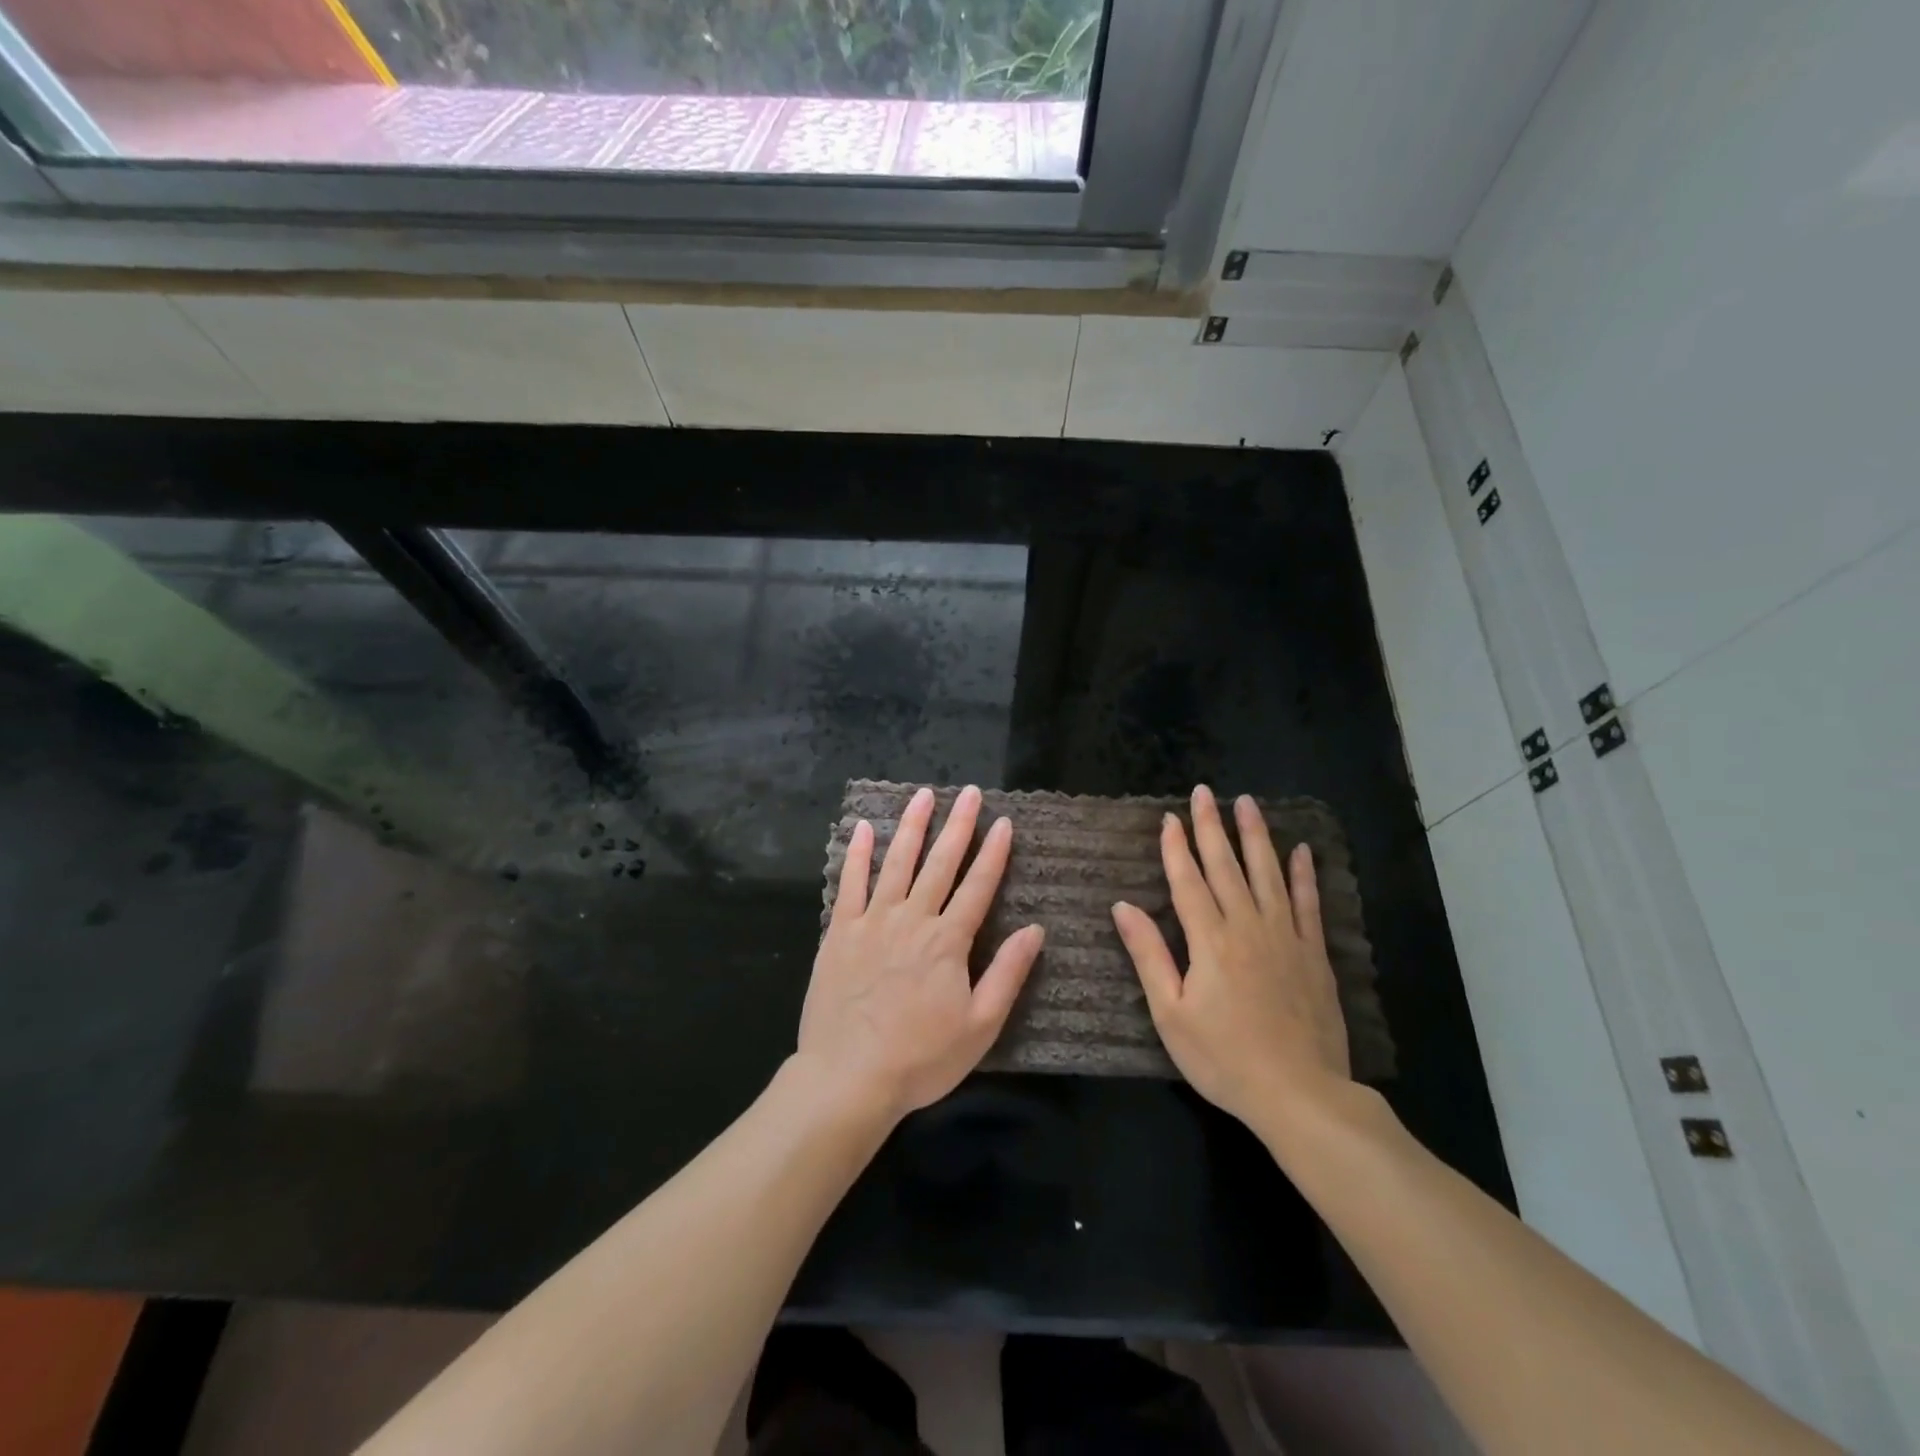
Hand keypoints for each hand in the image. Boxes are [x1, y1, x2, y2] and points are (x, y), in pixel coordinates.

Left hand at [798, 785, 1044, 1124]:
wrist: (848, 1078)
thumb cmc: (921, 1058)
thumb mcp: (980, 1027)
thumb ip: (1008, 974)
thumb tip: (1036, 930)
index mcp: (948, 941)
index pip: (978, 886)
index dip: (993, 853)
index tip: (1004, 822)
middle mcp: (912, 919)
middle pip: (940, 863)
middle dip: (958, 825)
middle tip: (970, 793)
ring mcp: (873, 921)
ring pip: (896, 863)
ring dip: (912, 826)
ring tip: (923, 795)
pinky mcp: (840, 932)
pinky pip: (850, 884)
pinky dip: (858, 854)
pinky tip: (865, 828)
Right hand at [1111, 784, 1350, 1129]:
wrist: (1300, 1094)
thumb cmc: (1224, 1058)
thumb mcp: (1170, 1014)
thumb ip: (1148, 955)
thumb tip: (1123, 906)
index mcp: (1209, 940)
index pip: (1188, 880)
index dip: (1177, 847)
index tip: (1170, 816)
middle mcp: (1247, 926)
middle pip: (1226, 866)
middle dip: (1212, 827)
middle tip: (1205, 792)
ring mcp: (1285, 936)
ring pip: (1268, 874)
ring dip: (1256, 836)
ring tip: (1248, 803)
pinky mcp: (1313, 954)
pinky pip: (1308, 903)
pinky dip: (1304, 875)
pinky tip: (1301, 851)